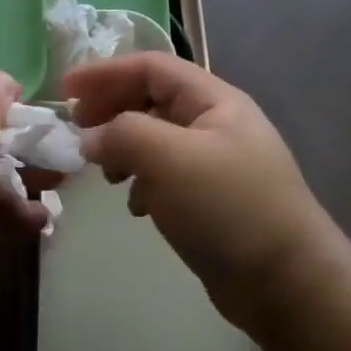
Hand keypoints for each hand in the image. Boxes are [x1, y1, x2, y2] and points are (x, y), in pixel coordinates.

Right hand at [65, 53, 345, 335]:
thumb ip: (121, 134)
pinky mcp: (210, 199)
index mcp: (214, 100)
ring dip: (123, 148)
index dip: (105, 72)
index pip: (151, 67)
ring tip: (103, 173)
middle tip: (77, 130)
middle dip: (111, 109)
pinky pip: (165, 175)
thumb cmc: (228, 208)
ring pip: (155, 139)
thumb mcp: (169, 158)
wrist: (286, 283)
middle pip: (151, 99)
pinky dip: (141, 182)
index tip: (65, 89)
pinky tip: (135, 206)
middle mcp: (215, 124)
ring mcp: (215, 163)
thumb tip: (89, 138)